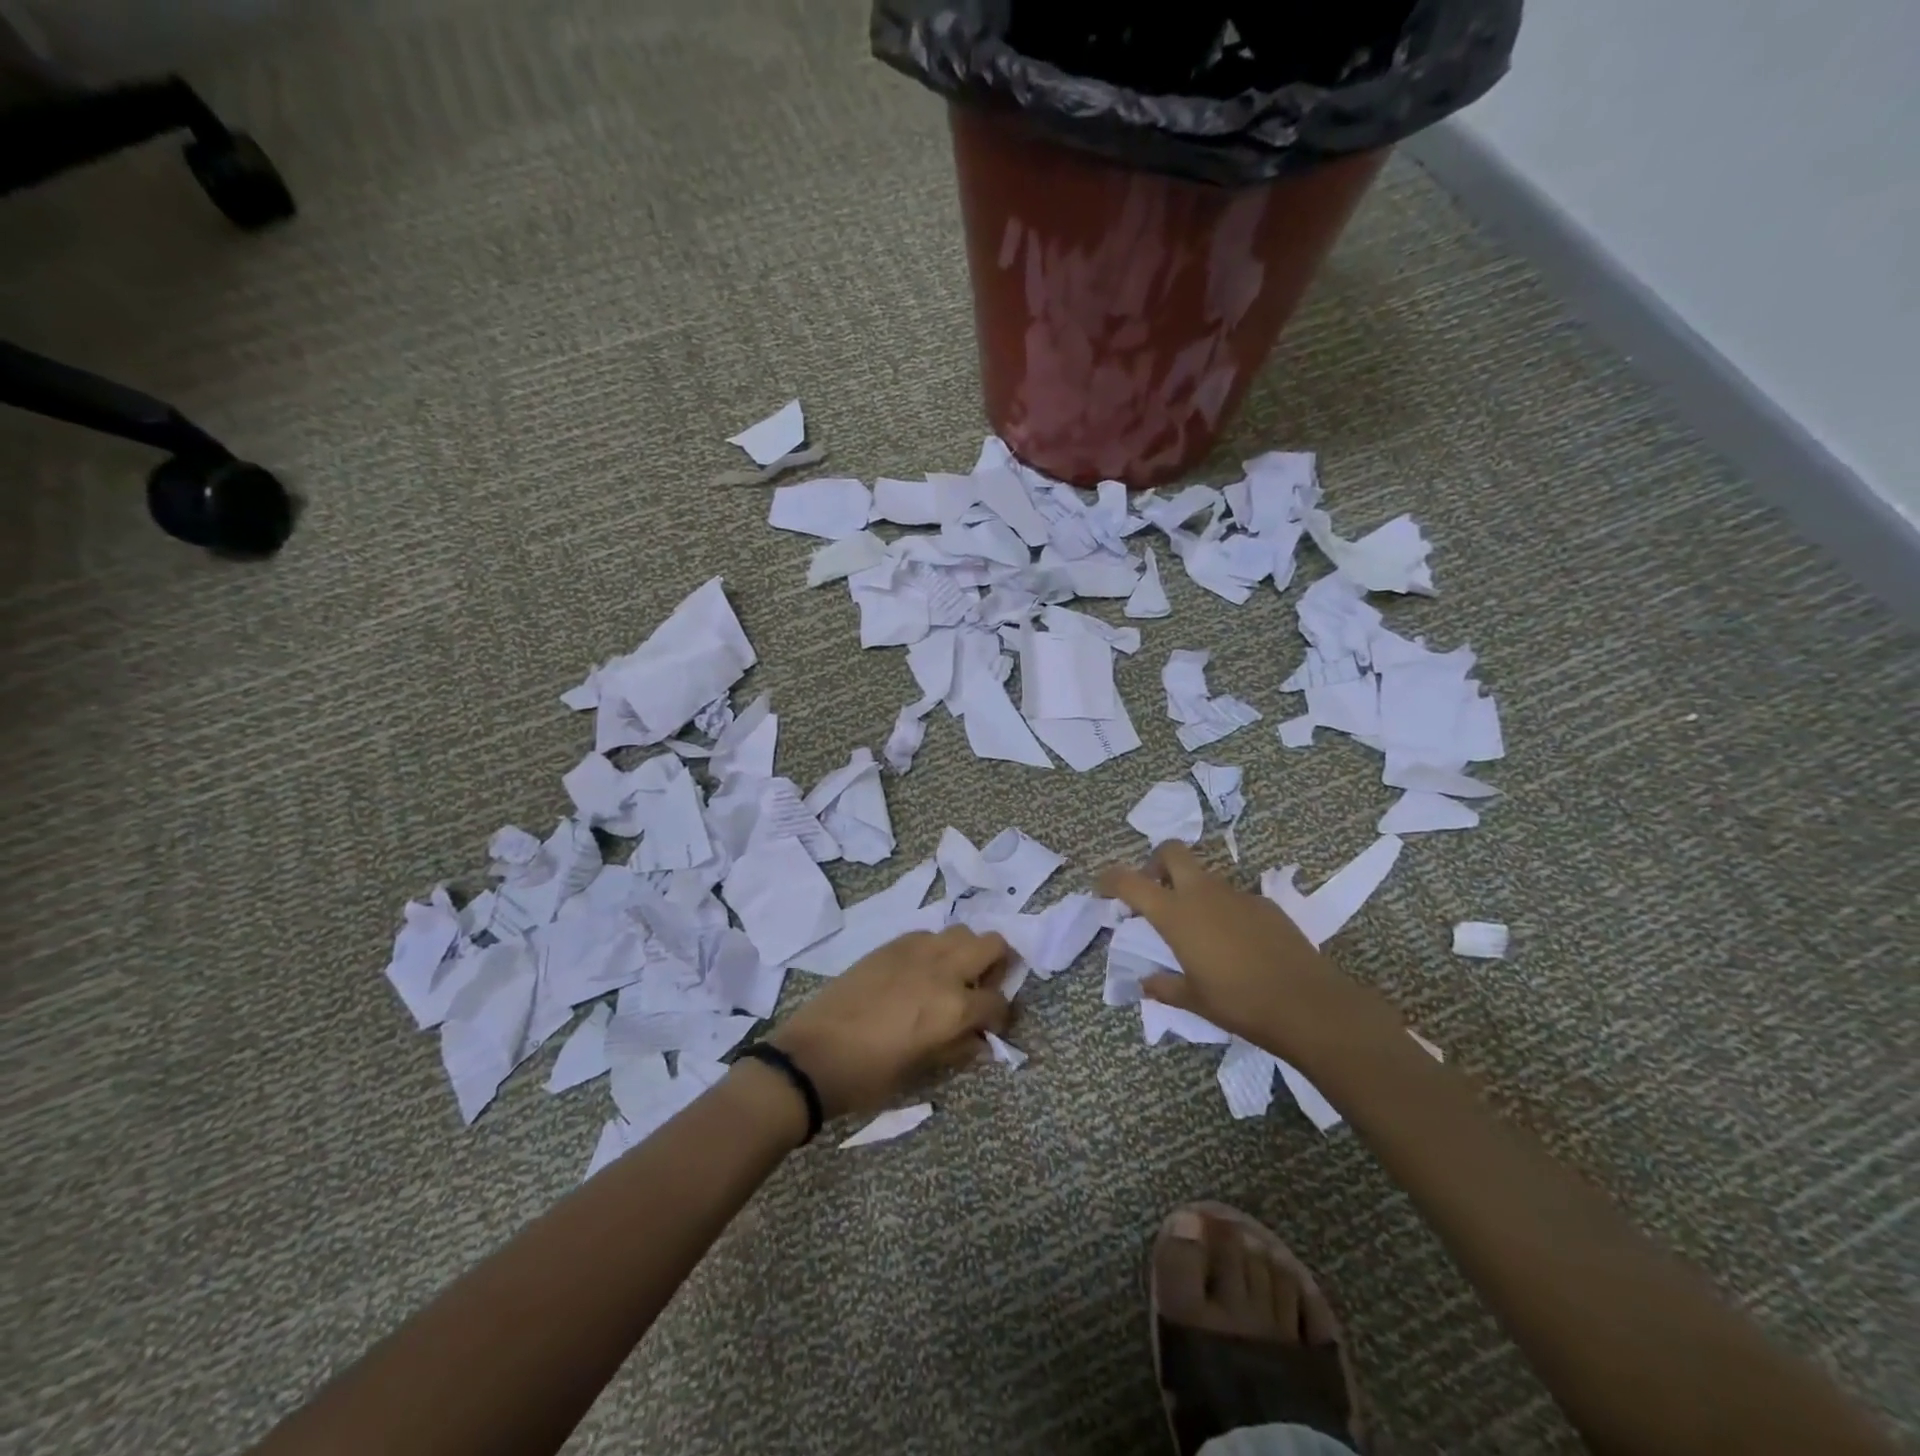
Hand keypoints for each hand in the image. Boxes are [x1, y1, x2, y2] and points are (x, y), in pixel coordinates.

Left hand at [766, 925, 1012, 1118]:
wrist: (813, 1055)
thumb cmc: (870, 1076)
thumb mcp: (922, 1071)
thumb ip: (958, 1048)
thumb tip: (981, 1040)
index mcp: (954, 1008)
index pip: (998, 1002)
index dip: (1001, 1018)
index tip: (992, 1027)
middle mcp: (943, 970)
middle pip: (992, 944)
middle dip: (998, 965)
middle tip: (981, 989)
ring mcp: (916, 951)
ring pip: (961, 932)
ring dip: (966, 952)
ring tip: (952, 978)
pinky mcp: (891, 945)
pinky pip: (928, 935)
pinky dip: (935, 949)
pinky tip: (920, 972)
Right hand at [1097, 842, 1400, 1070]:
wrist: (1308, 1004)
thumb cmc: (1239, 1003)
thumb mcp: (1194, 1000)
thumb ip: (1164, 987)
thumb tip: (1146, 983)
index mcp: (1176, 914)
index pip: (1130, 881)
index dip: (1111, 878)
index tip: (1102, 886)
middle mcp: (1203, 893)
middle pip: (1171, 852)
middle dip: (1156, 863)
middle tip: (1155, 891)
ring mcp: (1237, 894)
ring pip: (1204, 874)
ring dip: (1190, 888)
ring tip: (1196, 926)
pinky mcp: (1266, 903)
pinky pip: (1233, 896)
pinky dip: (1222, 908)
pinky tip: (1233, 941)